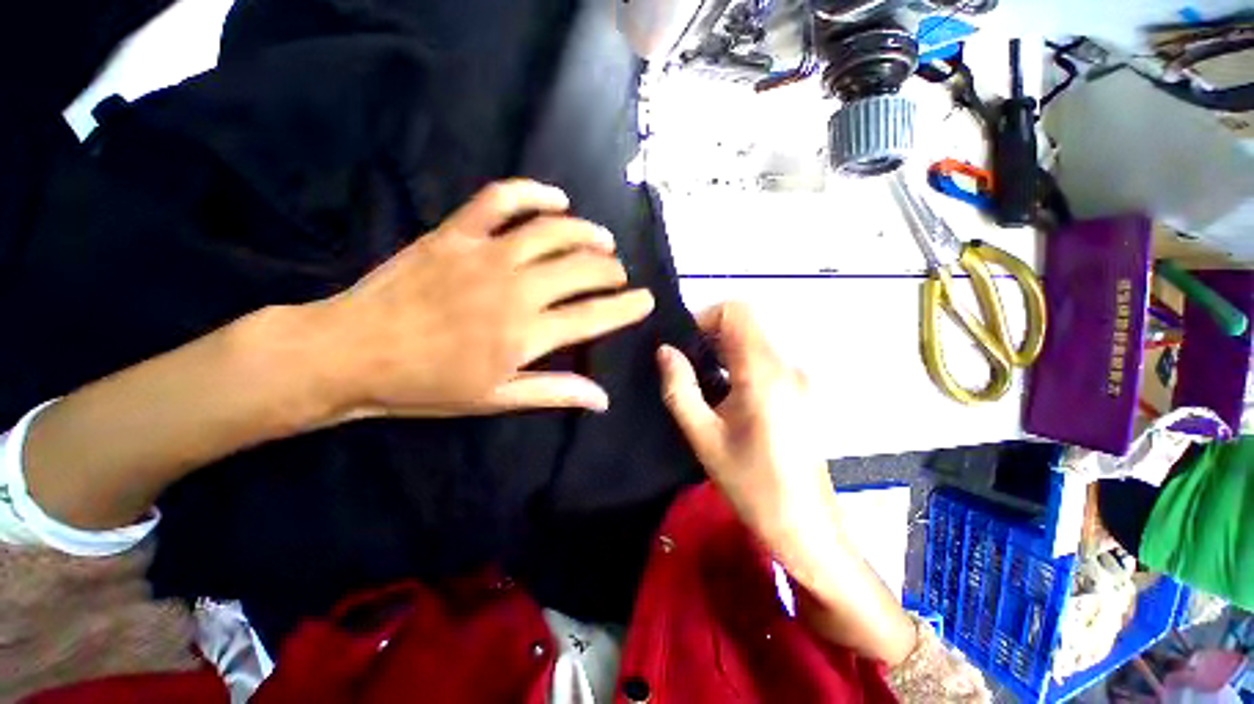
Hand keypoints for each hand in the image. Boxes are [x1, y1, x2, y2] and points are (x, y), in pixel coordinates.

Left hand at [315, 179, 654, 418]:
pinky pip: (501, 199)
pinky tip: (556, 199)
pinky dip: (533, 193)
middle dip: (612, 270)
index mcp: (526, 334)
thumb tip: (602, 398)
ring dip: (588, 232)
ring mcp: (485, 254)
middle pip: (583, 268)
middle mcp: (516, 289)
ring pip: (553, 231)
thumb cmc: (427, 386)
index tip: (646, 300)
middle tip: (618, 275)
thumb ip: (555, 392)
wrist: (351, 353)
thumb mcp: (496, 399)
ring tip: (603, 239)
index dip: (627, 307)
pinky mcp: (455, 233)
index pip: (595, 316)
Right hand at [656, 302, 838, 573]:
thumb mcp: (704, 437)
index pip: (737, 311)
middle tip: (683, 367)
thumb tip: (665, 351)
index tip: (684, 345)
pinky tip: (723, 396)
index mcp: (764, 372)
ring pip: (753, 342)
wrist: (806, 526)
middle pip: (745, 324)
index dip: (705, 318)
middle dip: (709, 336)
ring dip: (722, 352)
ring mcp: (797, 378)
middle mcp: (786, 365)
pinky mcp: (799, 392)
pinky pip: (763, 361)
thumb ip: (680, 388)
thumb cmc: (751, 483)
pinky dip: (737, 364)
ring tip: (699, 383)